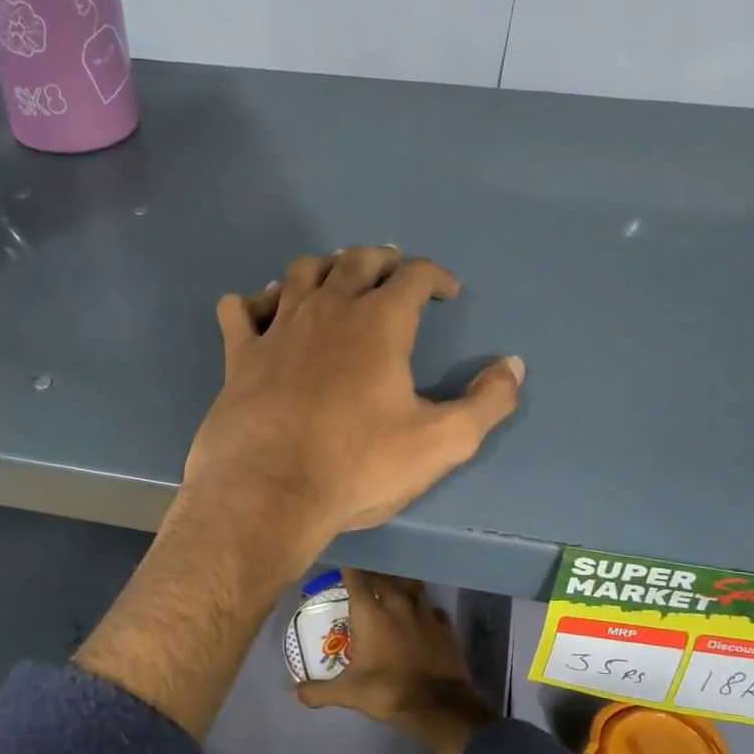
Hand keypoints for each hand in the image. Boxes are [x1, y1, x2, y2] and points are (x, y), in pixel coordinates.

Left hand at [77, 249, 521, 741]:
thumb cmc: (357, 466)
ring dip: (324, 269)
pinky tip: (263, 311)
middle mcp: (328, 309)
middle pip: (356, 261)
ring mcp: (278, 328)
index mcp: (380, 322)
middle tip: (393, 272)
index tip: (447, 291)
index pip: (414, 275)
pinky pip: (240, 307)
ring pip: (301, 273)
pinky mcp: (240, 354)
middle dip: (382, 260)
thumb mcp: (441, 443)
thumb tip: (513, 366)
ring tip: (335, 281)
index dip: (436, 276)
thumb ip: (487, 403)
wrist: (268, 493)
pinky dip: (255, 301)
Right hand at [296, 569, 500, 753]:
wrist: (439, 704)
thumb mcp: (348, 693)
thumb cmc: (387, 690)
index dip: (349, 569)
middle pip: (383, 577)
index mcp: (370, 612)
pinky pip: (432, 609)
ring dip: (401, 587)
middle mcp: (396, 603)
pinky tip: (422, 618)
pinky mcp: (445, 625)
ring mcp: (424, 612)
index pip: (355, 578)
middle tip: (365, 578)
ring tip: (394, 592)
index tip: (343, 565)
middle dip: (373, 575)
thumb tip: (297, 692)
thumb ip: (319, 691)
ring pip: (411, 587)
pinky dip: (425, 610)